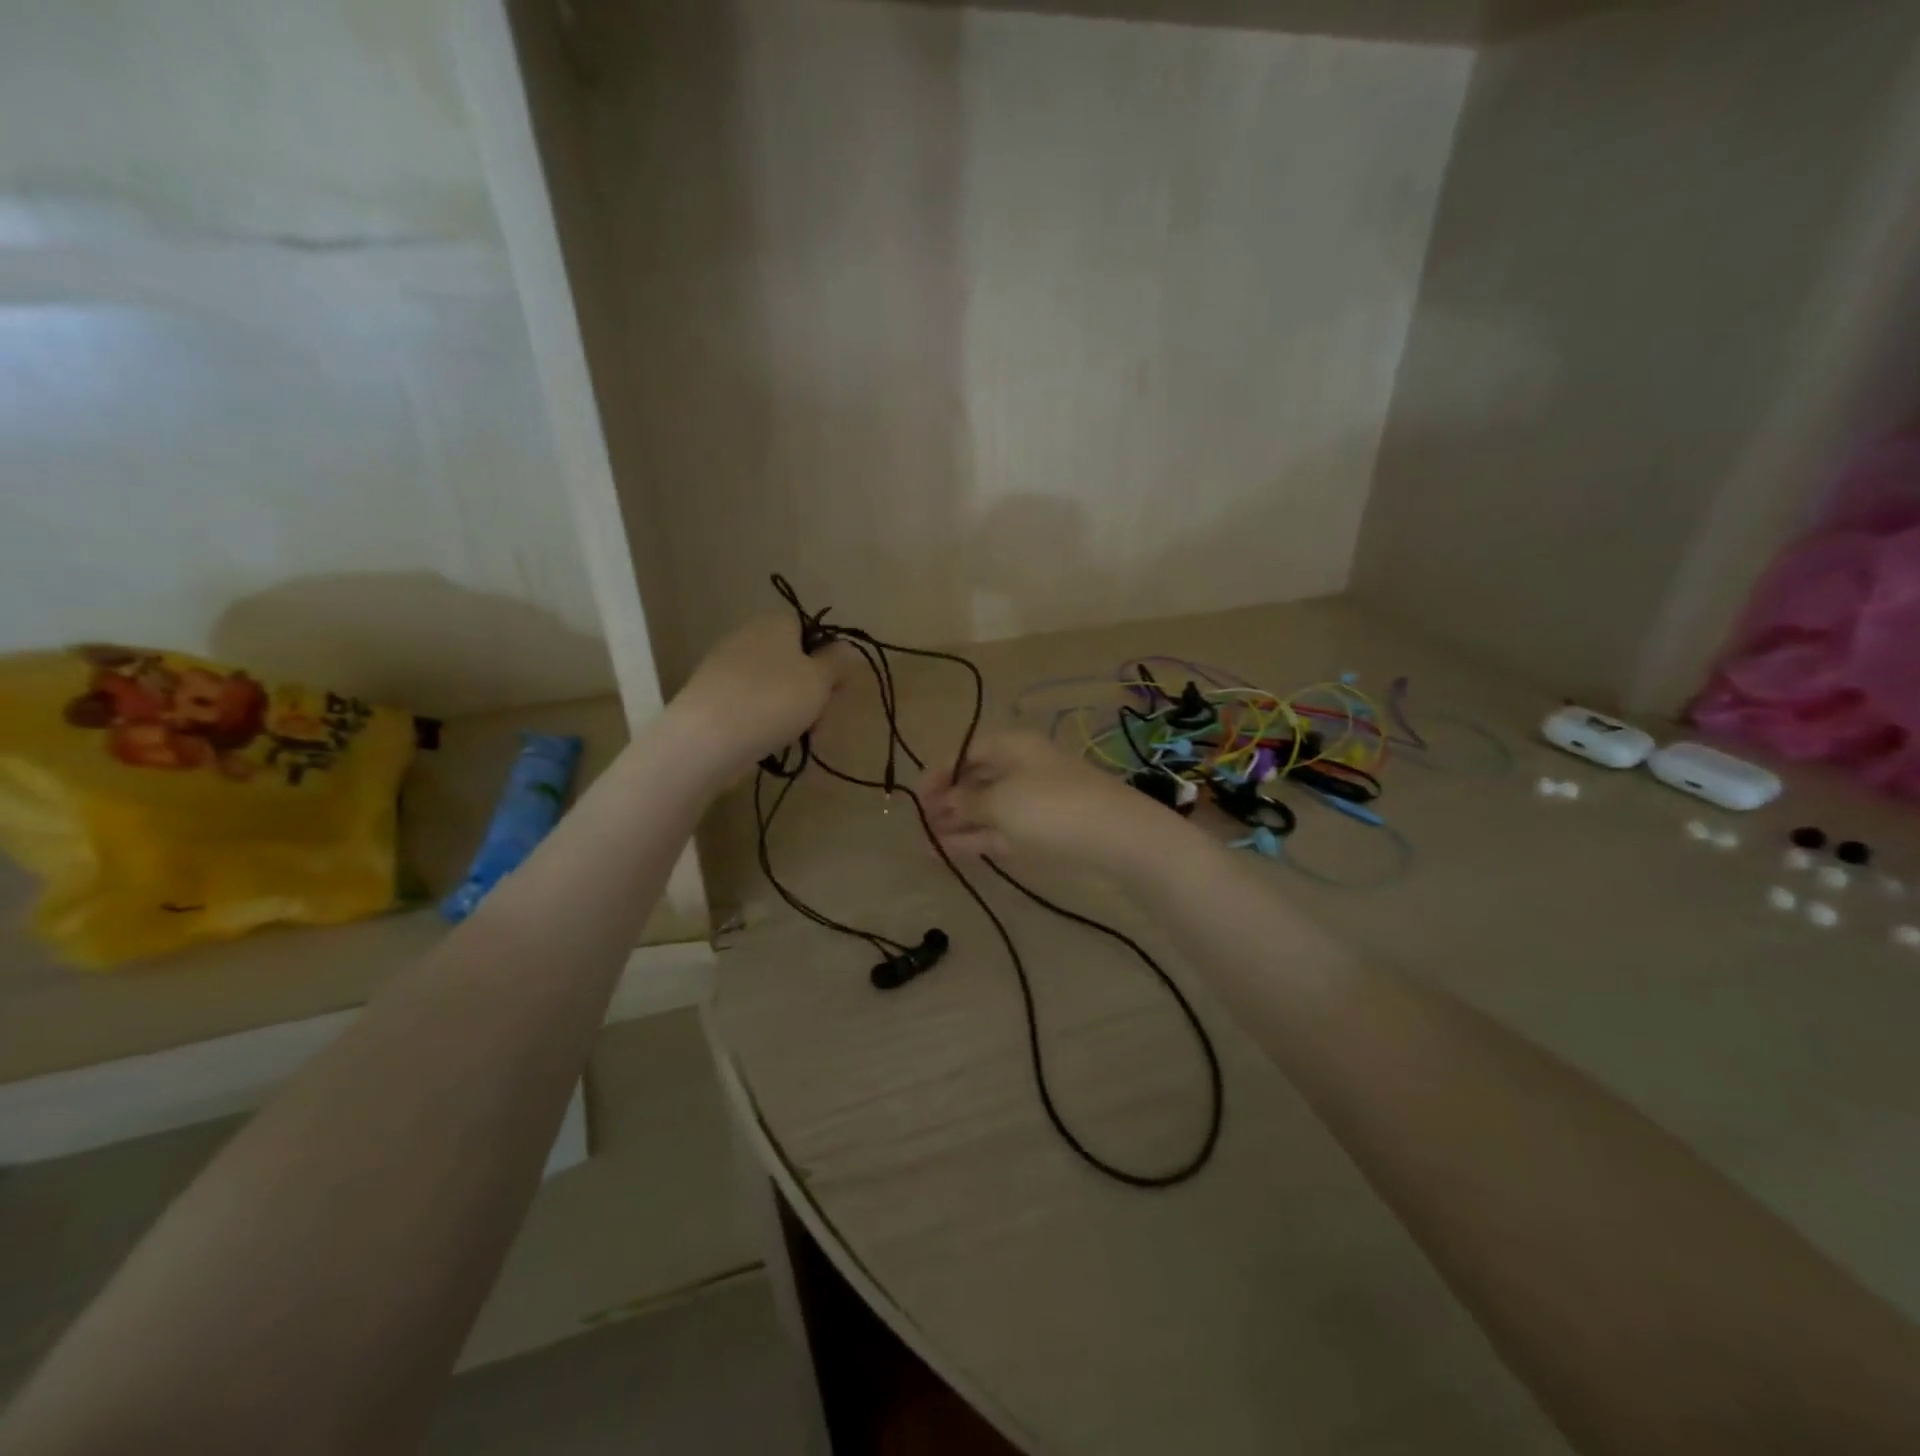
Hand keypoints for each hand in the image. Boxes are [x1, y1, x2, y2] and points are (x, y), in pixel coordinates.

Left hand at [672, 614, 855, 777]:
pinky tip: (769, 740)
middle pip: (792, 658)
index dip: (827, 655)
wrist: (707, 738)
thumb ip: (838, 662)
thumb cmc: (773, 700)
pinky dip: (765, 718)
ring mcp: (725, 666)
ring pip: (773, 683)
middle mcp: (748, 635)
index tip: (836, 685)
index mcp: (775, 622)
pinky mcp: (712, 696)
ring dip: (791, 707)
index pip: (809, 627)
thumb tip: (845, 648)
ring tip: (798, 734)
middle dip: (811, 687)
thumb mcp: (820, 680)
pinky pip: (751, 702)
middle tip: (820, 716)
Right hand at [921, 730, 1181, 876]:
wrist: (1116, 835)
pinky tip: (951, 852)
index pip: (966, 751)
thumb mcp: (1000, 802)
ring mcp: (1033, 801)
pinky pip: (1001, 830)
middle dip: (947, 802)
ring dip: (958, 824)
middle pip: (976, 780)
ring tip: (927, 844)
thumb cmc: (1051, 806)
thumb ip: (966, 803)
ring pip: (987, 809)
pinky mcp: (1043, 830)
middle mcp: (1021, 768)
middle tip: (921, 824)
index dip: (939, 771)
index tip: (916, 797)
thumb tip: (945, 803)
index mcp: (1012, 746)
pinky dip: (977, 839)